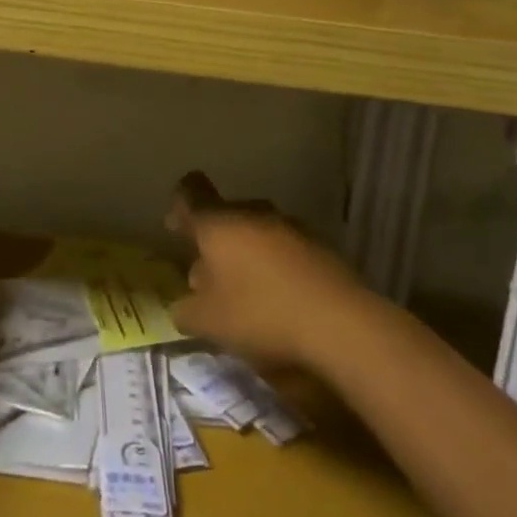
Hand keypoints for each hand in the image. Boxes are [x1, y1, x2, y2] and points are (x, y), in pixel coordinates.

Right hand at [166, 173, 368, 371]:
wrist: (342, 323)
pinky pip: (285, 249)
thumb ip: (187, 310)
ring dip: (246, 255)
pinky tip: (279, 300)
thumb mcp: (209, 322)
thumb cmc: (261, 313)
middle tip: (208, 278)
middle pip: (225, 216)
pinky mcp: (320, 247)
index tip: (175, 227)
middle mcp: (253, 214)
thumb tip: (184, 305)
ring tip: (245, 294)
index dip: (179, 206)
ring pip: (256, 232)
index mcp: (218, 223)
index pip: (191, 193)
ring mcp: (291, 227)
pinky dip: (275, 267)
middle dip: (214, 242)